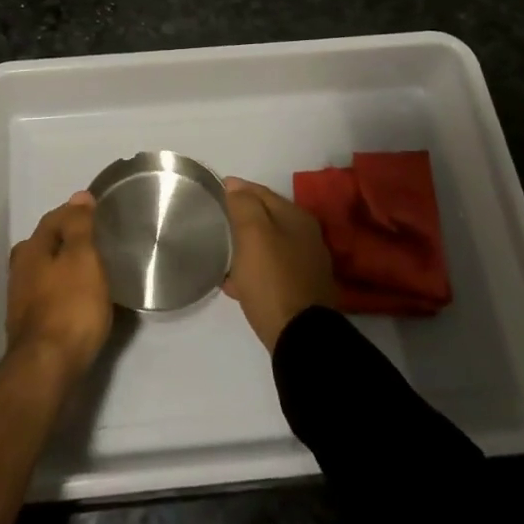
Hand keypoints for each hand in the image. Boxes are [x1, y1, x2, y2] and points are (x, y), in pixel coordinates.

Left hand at [7, 192, 111, 385]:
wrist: (47, 368)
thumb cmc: (70, 306)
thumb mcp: (83, 258)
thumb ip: (80, 226)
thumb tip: (78, 196)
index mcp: (31, 248)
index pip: (53, 218)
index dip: (75, 213)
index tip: (98, 214)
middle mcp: (20, 270)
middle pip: (45, 244)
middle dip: (67, 240)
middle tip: (96, 242)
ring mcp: (20, 300)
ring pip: (45, 271)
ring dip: (64, 267)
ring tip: (91, 270)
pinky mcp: (29, 326)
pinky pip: (49, 296)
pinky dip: (63, 291)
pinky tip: (79, 299)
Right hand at [221, 177, 338, 350]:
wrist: (300, 338)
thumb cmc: (273, 279)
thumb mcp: (253, 234)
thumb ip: (244, 205)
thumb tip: (235, 185)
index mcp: (297, 218)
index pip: (263, 192)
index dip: (238, 189)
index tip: (216, 191)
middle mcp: (307, 237)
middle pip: (267, 219)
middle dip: (242, 218)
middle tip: (216, 221)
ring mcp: (305, 266)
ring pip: (268, 246)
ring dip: (246, 246)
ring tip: (221, 252)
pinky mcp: (300, 292)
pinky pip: (270, 272)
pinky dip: (252, 271)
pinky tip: (234, 283)